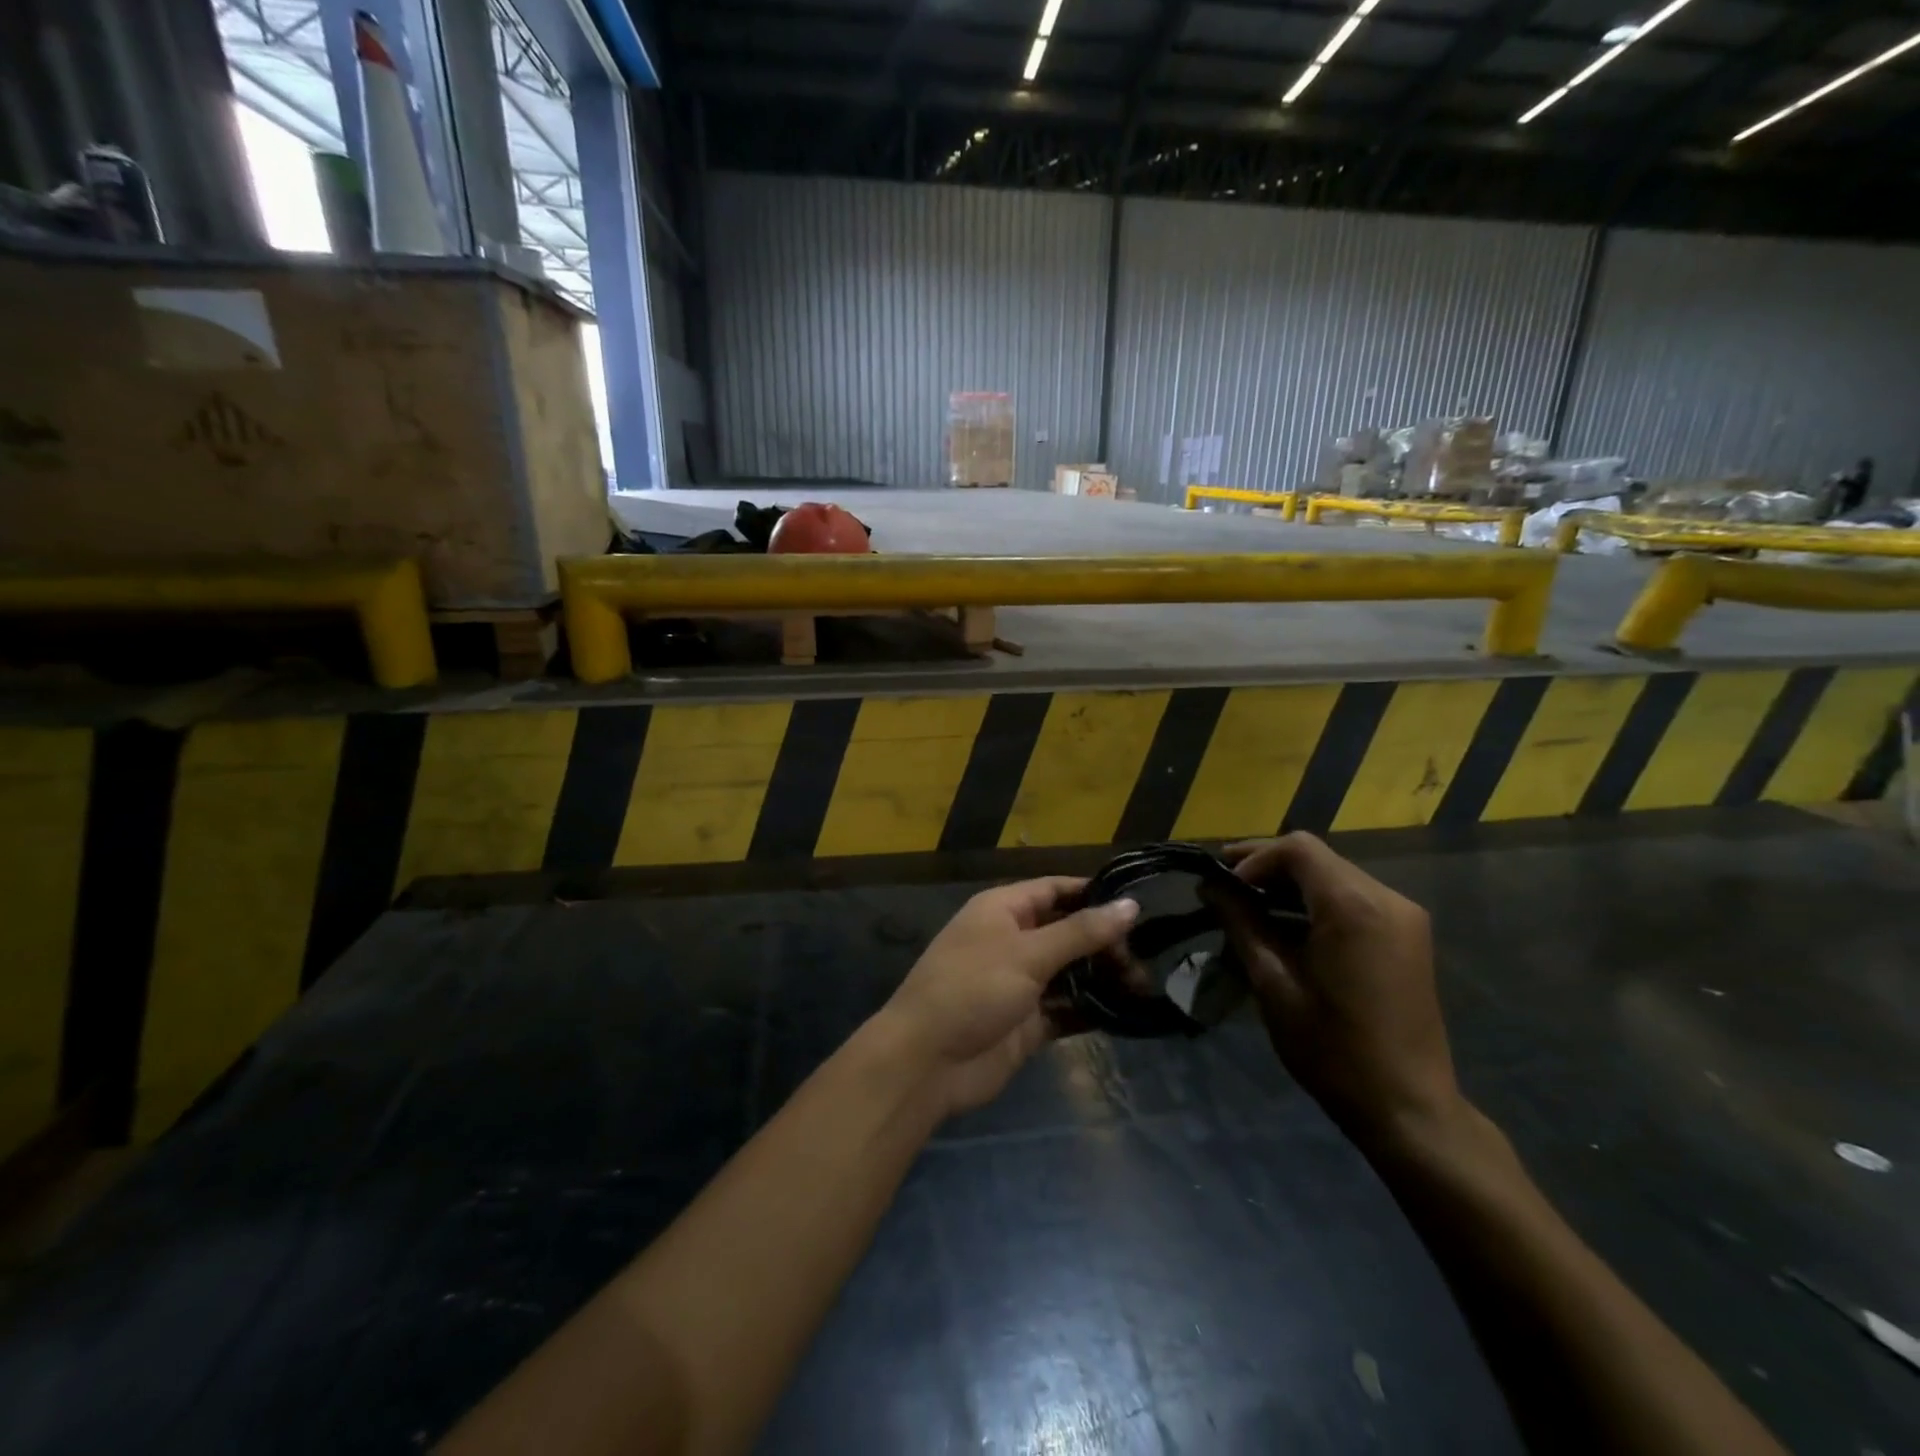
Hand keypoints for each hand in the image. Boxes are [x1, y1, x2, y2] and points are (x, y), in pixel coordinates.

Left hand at [878, 878, 1137, 1116]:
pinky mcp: (1027, 1023)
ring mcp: (1019, 983)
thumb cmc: (972, 989)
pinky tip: (1129, 1012)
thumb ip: (1081, 931)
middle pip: (1066, 931)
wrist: (927, 1062)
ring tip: (1149, 981)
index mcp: (1003, 911)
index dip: (1093, 892)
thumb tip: (1130, 904)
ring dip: (1103, 976)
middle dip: (1105, 939)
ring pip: (1069, 972)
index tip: (1139, 901)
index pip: (1055, 890)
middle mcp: (1012, 941)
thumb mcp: (1028, 953)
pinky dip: (1092, 1009)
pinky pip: (1066, 1009)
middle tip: (1153, 951)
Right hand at [1212, 834, 1462, 1151]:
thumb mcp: (1273, 984)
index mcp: (1354, 907)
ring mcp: (1403, 916)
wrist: (1407, 1107)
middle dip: (1266, 867)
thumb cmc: (1332, 1049)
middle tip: (1223, 889)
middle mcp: (1386, 898)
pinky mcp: (1407, 934)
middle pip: (1316, 858)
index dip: (1252, 858)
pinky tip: (1286, 926)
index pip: (1297, 849)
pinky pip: (1353, 898)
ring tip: (1247, 908)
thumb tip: (1210, 886)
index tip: (1221, 885)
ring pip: (1333, 875)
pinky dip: (1314, 902)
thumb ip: (1241, 924)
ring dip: (1289, 884)